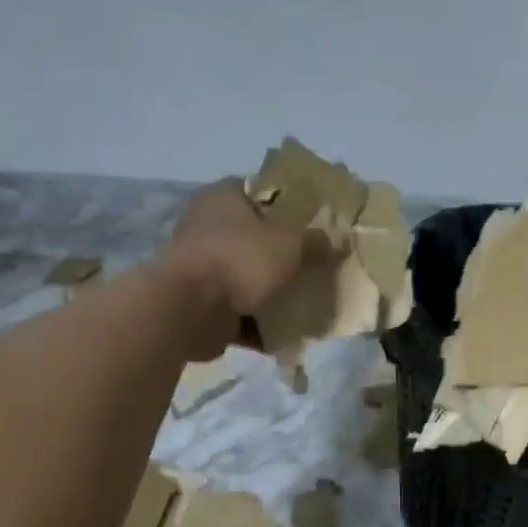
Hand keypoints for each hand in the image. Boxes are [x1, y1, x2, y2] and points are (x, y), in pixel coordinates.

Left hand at [162, 179, 334, 357]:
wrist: (190, 311)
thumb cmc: (239, 259)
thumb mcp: (290, 244)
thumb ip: (316, 242)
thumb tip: (337, 242)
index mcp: (223, 198)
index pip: (261, 191)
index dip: (291, 203)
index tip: (317, 221)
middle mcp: (208, 228)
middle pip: (256, 238)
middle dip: (284, 255)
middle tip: (317, 264)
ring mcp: (202, 270)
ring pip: (248, 279)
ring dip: (273, 293)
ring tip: (307, 302)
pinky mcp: (202, 307)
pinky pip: (240, 315)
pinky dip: (261, 325)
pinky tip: (289, 335)